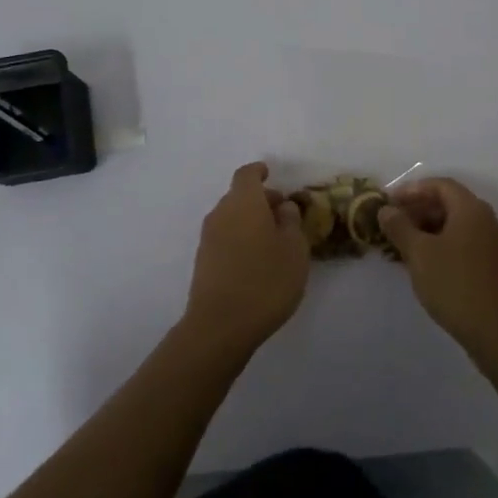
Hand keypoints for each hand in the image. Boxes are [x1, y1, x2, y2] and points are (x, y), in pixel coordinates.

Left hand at [182, 162, 310, 355]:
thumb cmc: (265, 281)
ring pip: (231, 218)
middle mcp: (221, 213)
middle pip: (239, 196)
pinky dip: (240, 239)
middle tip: (283, 215)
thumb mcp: (294, 250)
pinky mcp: (203, 262)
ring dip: (249, 221)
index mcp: (244, 202)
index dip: (259, 172)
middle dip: (260, 200)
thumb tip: (283, 206)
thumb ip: (291, 222)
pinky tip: (256, 261)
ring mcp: (208, 238)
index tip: (270, 174)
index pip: (247, 175)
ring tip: (273, 242)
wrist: (220, 325)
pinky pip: (224, 238)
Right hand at [380, 178, 497, 354]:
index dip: (412, 190)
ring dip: (427, 231)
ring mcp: (492, 245)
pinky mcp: (493, 267)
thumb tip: (386, 210)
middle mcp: (486, 221)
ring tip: (401, 247)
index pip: (440, 185)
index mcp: (471, 209)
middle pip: (448, 204)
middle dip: (418, 211)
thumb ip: (400, 227)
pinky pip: (462, 245)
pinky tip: (423, 266)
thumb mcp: (419, 253)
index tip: (389, 202)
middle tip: (392, 224)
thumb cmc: (455, 284)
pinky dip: (440, 247)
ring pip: (455, 227)